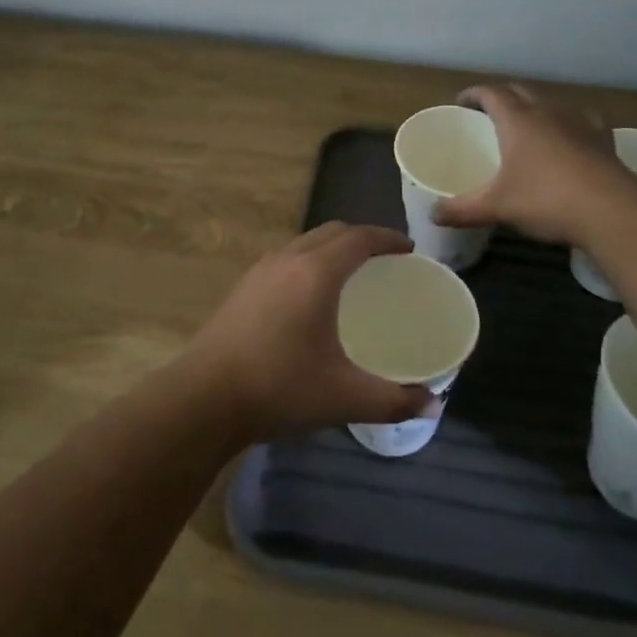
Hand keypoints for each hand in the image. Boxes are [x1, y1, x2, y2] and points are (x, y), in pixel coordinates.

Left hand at [186, 223, 434, 439]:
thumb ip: (392, 400)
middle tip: (385, 260)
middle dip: (361, 238)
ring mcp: (261, 270)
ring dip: (332, 248)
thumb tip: (432, 404)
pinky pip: (287, 258)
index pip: (359, 238)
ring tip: (350, 273)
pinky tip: (310, 296)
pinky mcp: (243, 287)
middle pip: (332, 232)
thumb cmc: (279, 388)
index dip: (387, 239)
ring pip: (305, 243)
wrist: (203, 398)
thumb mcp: (343, 398)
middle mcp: (288, 259)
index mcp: (317, 273)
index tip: (408, 249)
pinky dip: (309, 261)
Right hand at [434, 83, 623, 244]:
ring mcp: (578, 122)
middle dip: (502, 97)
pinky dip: (570, 123)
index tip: (461, 102)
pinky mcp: (603, 138)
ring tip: (528, 125)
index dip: (473, 94)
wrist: (611, 210)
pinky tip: (571, 137)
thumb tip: (432, 215)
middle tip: (488, 113)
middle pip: (520, 91)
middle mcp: (547, 111)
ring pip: (551, 103)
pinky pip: (582, 120)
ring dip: (535, 108)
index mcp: (517, 120)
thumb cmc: (545, 200)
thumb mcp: (497, 207)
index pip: (490, 93)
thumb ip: (462, 209)